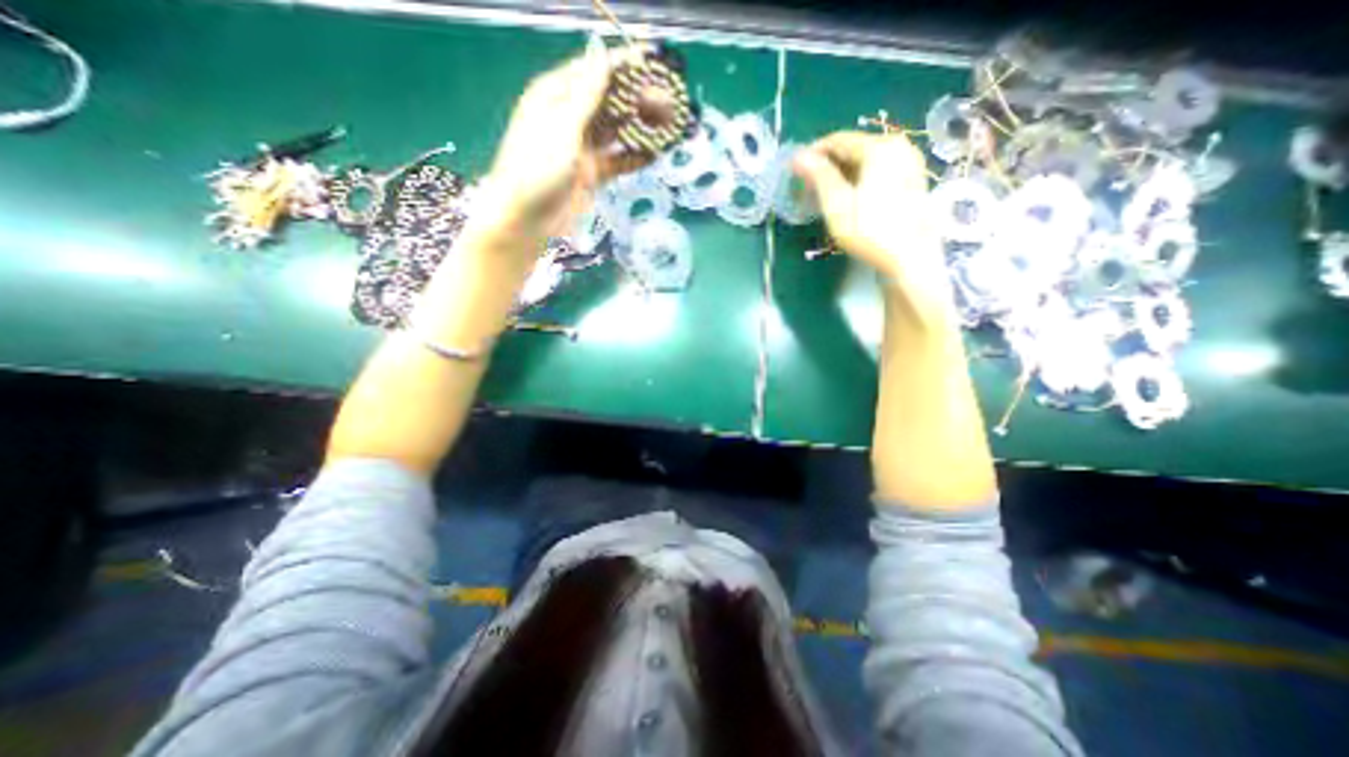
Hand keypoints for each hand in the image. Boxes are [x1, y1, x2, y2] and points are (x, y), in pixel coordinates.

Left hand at [477, 48, 651, 257]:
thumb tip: (601, 54)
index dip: (621, 66)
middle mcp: (570, 118)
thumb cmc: (537, 169)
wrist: (527, 220)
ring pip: (617, 131)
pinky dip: (636, 157)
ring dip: (640, 128)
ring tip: (669, 124)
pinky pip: (618, 161)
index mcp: (554, 97)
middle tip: (669, 98)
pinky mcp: (592, 174)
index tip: (651, 62)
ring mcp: (582, 148)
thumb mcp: (561, 128)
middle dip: (637, 99)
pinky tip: (656, 153)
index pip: (592, 72)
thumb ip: (585, 95)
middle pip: (608, 101)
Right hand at [792, 132, 946, 321]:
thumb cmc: (870, 232)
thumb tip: (799, 156)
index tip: (795, 169)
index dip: (813, 152)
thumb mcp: (838, 206)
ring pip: (866, 160)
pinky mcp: (913, 179)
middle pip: (854, 148)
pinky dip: (859, 178)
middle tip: (807, 185)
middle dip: (828, 164)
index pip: (838, 140)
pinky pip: (879, 169)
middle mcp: (898, 146)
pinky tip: (848, 196)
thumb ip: (820, 177)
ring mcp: (909, 162)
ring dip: (842, 172)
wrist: (910, 259)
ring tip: (824, 193)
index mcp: (879, 148)